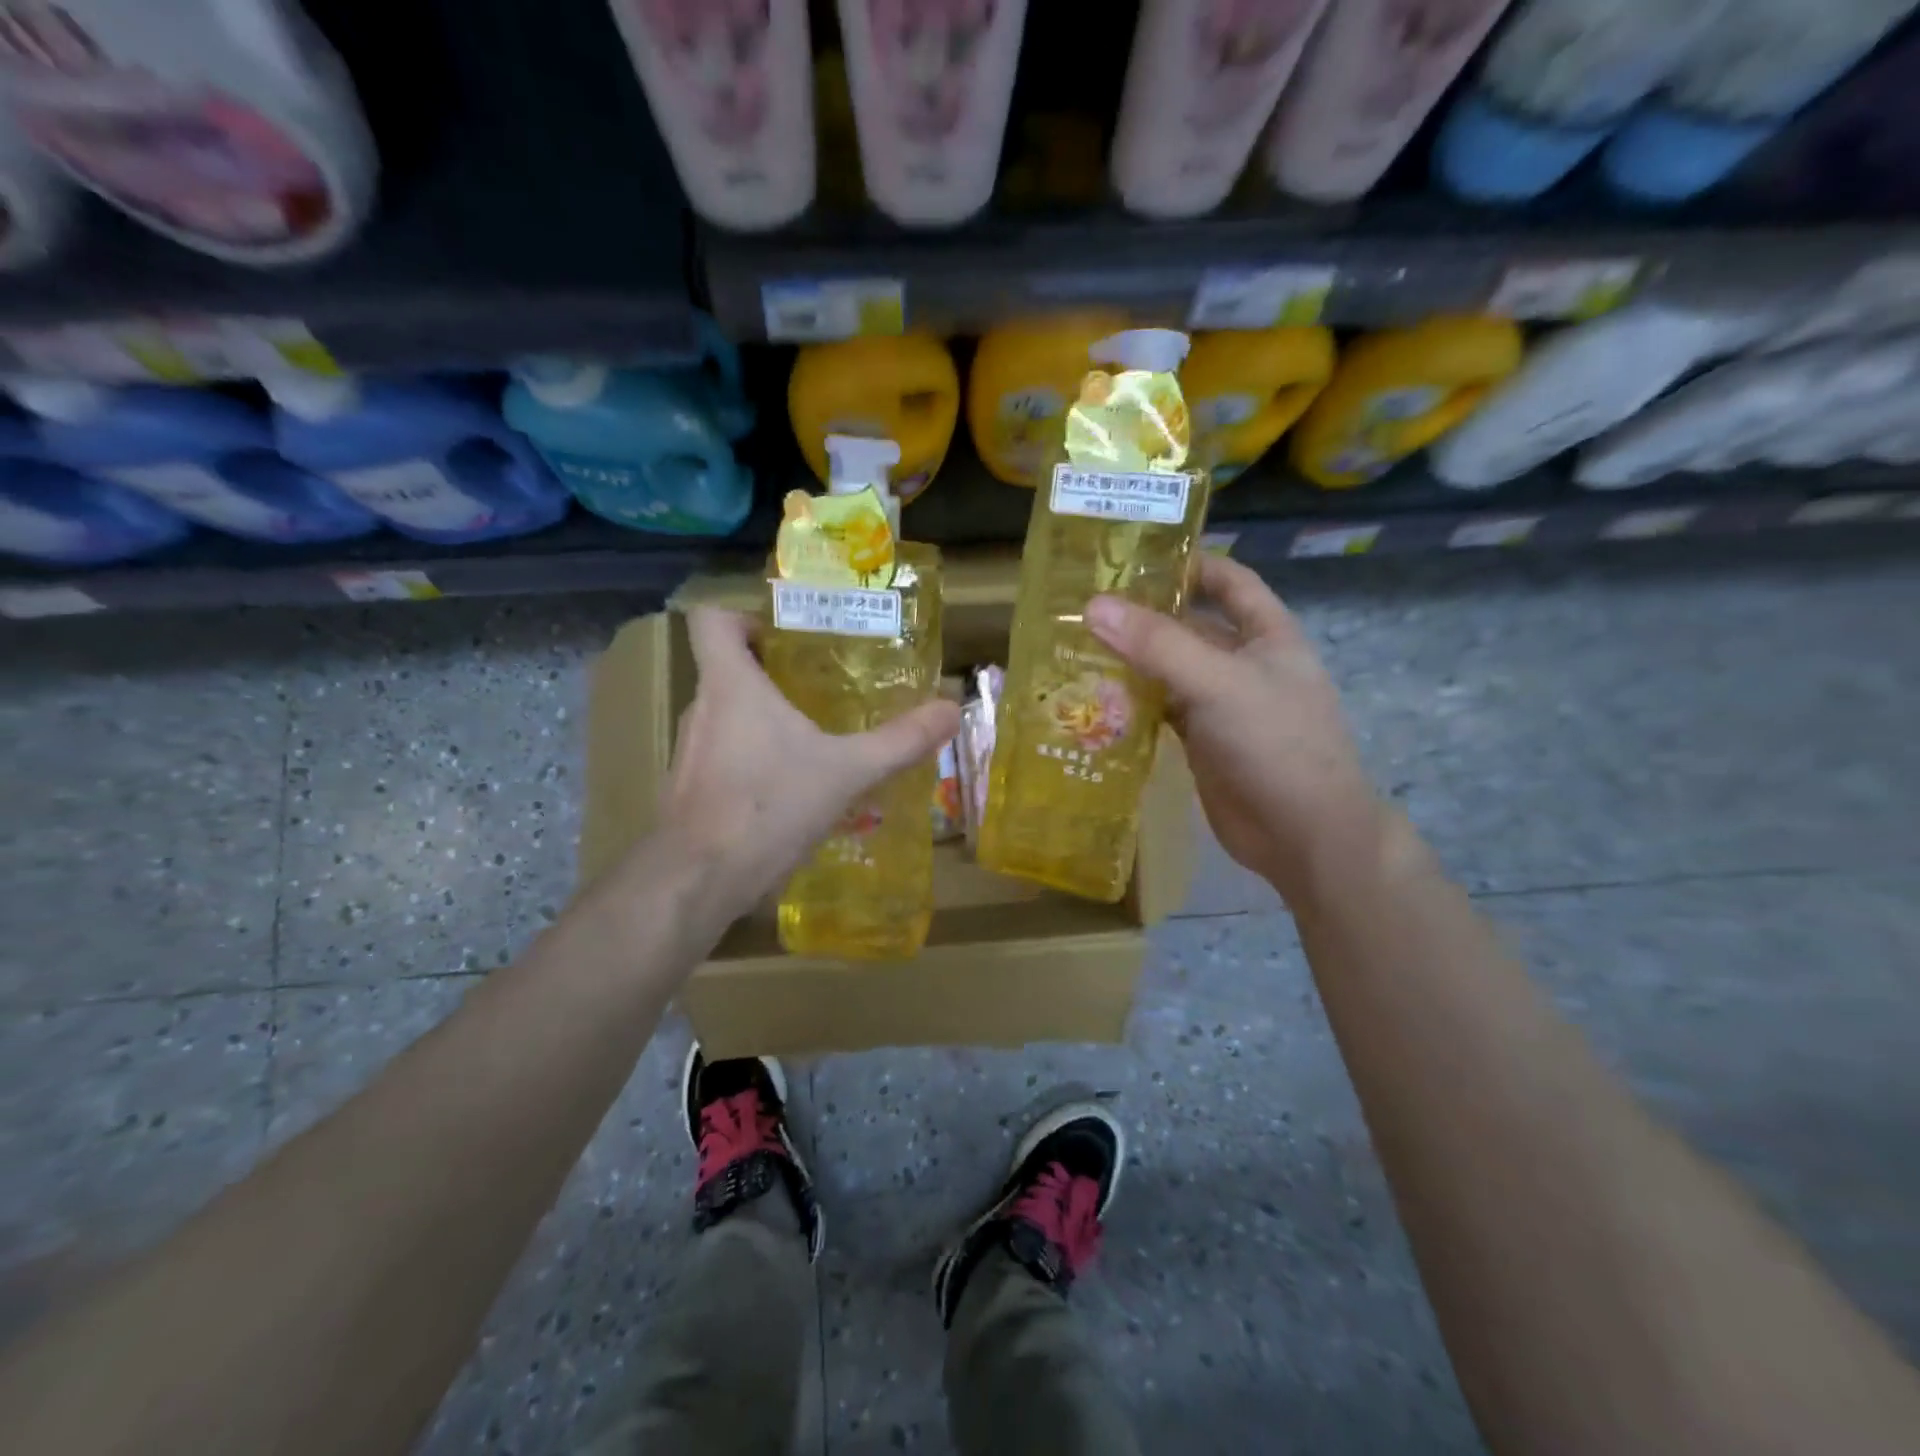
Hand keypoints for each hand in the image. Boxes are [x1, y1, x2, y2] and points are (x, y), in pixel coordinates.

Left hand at [660, 607, 960, 913]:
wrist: (699, 881)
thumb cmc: (769, 806)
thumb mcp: (847, 772)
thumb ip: (899, 741)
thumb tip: (951, 710)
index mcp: (730, 685)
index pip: (711, 620)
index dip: (742, 616)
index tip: (783, 636)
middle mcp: (702, 710)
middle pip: (726, 670)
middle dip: (771, 673)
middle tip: (820, 685)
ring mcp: (689, 753)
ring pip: (726, 718)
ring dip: (763, 721)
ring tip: (811, 739)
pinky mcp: (689, 791)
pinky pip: (723, 757)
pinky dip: (752, 761)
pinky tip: (788, 791)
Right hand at [1085, 555, 1383, 905]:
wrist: (1303, 835)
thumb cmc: (1275, 744)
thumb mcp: (1218, 683)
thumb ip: (1158, 644)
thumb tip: (1093, 605)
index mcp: (1267, 634)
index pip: (1229, 581)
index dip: (1190, 563)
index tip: (1135, 555)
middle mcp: (1244, 663)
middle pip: (1189, 625)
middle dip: (1144, 615)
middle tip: (1083, 603)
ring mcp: (1221, 704)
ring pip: (1169, 669)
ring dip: (1131, 659)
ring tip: (1075, 644)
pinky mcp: (1201, 741)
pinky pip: (1161, 709)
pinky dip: (1131, 701)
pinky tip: (1094, 695)